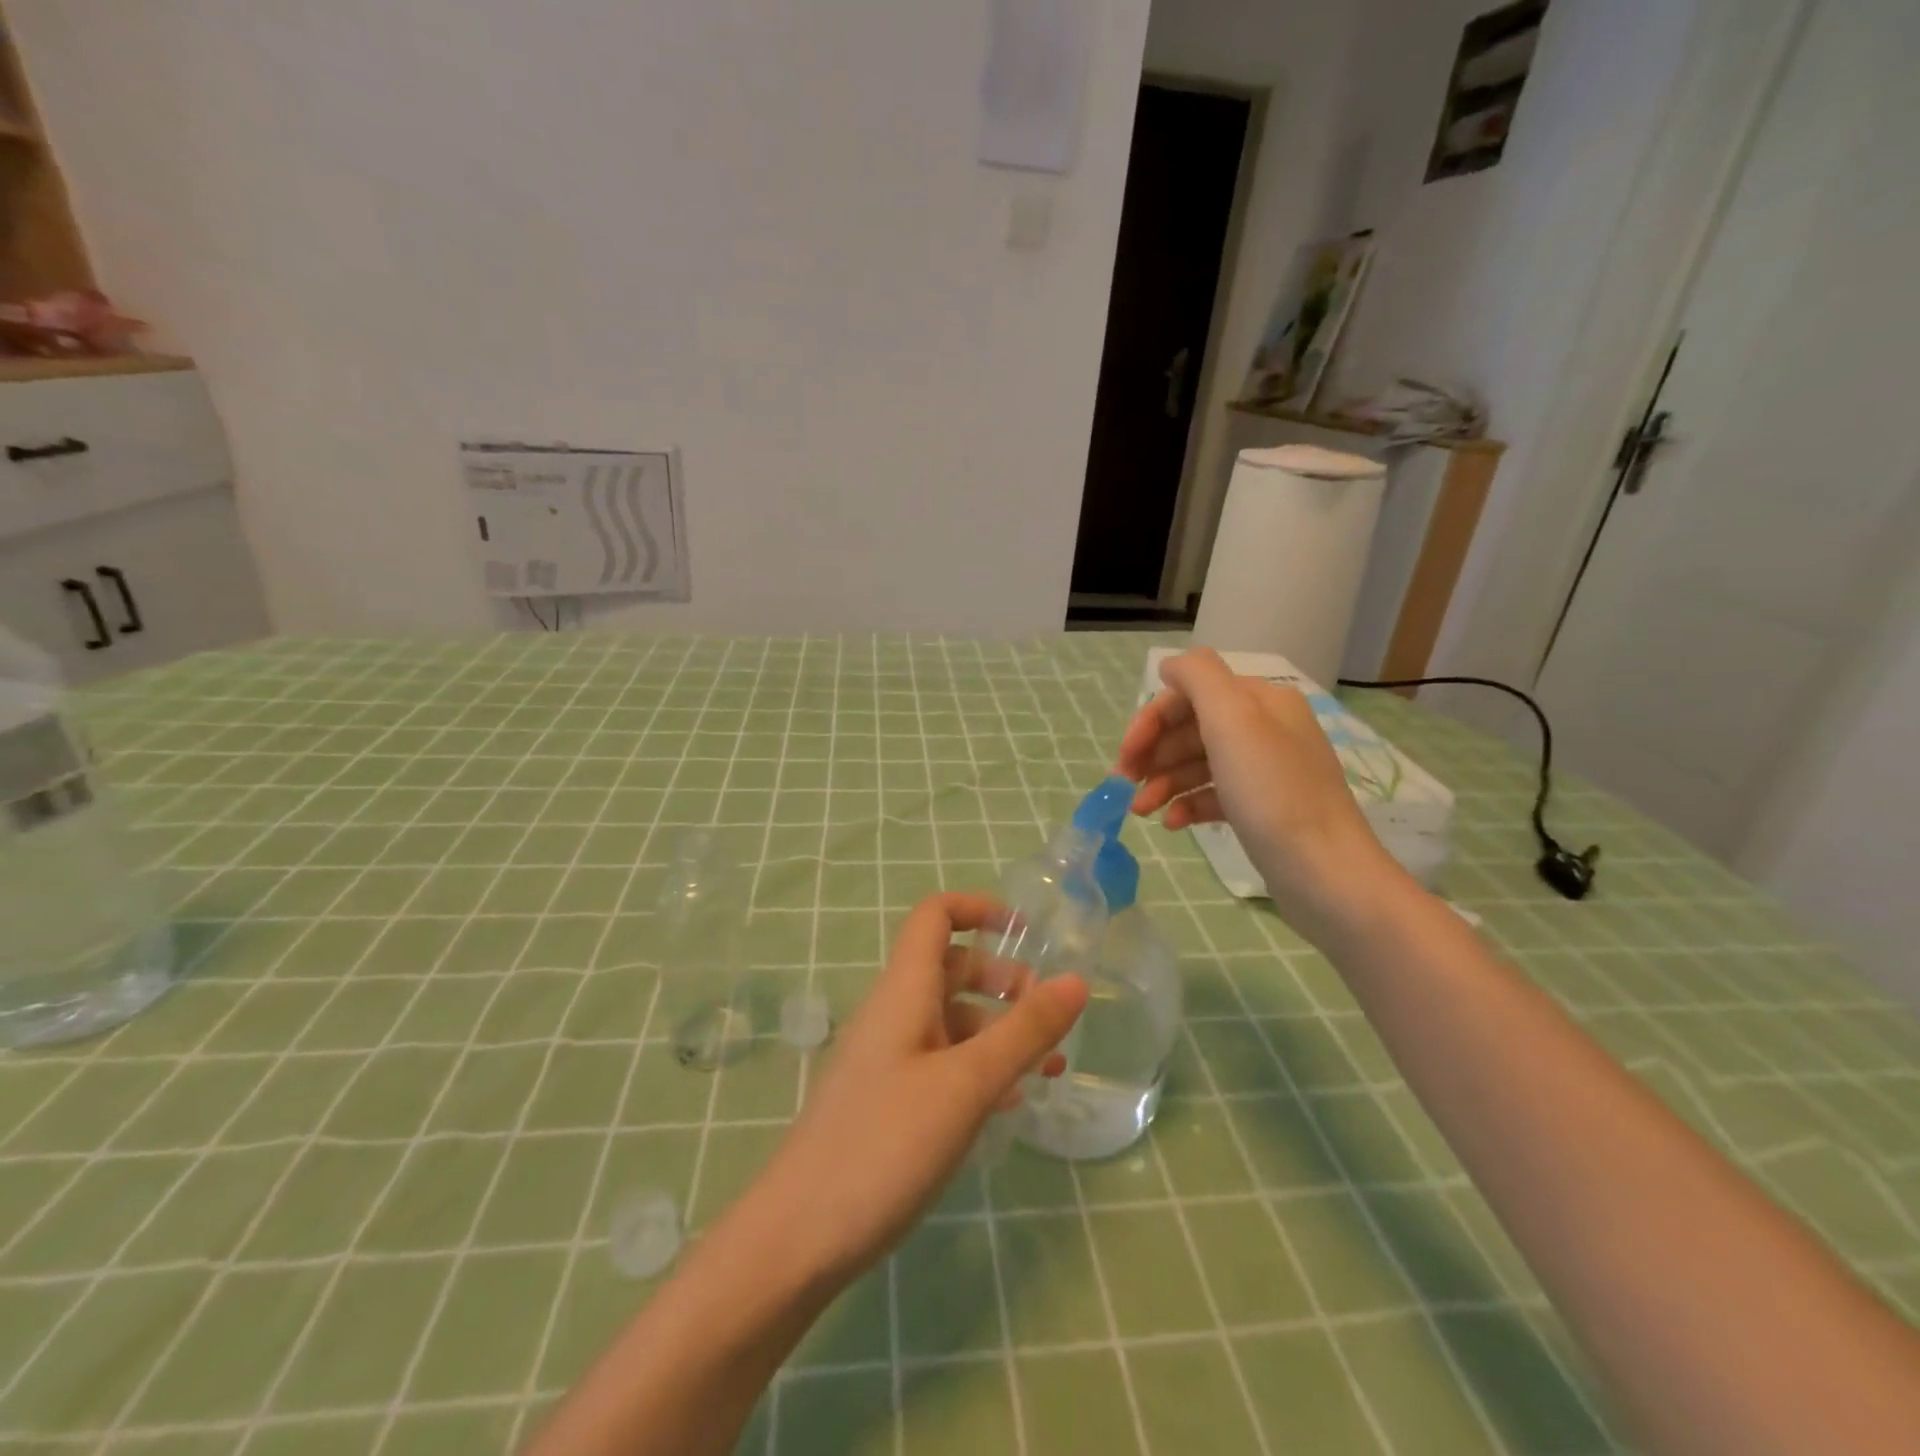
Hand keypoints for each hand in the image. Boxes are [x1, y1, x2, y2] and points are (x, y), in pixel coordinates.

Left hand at [741, 893, 1087, 1286]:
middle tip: (1048, 1016)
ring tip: (1049, 1068)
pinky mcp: (887, 1100)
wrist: (798, 1238)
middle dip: (1003, 979)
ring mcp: (888, 1058)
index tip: (1029, 932)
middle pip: (951, 967)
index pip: (935, 916)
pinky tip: (1009, 1103)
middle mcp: (894, 1013)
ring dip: (999, 1031)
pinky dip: (979, 1068)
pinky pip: (942, 1063)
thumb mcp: (967, 1084)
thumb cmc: (885, 1144)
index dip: (979, 908)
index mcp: (905, 990)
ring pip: (951, 1020)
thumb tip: (1076, 980)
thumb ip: (1024, 1031)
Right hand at [1116, 647, 1406, 934]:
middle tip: (1124, 785)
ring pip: (1198, 764)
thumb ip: (1197, 677)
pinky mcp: (1261, 808)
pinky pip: (1213, 795)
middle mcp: (1264, 728)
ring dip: (1162, 782)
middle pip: (1191, 729)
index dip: (1150, 720)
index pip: (1189, 694)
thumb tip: (1169, 664)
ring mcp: (1264, 770)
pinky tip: (1172, 824)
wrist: (1325, 871)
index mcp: (1259, 701)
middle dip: (1153, 754)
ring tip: (1141, 811)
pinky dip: (1187, 804)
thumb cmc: (1272, 792)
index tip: (1125, 757)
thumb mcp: (1232, 720)